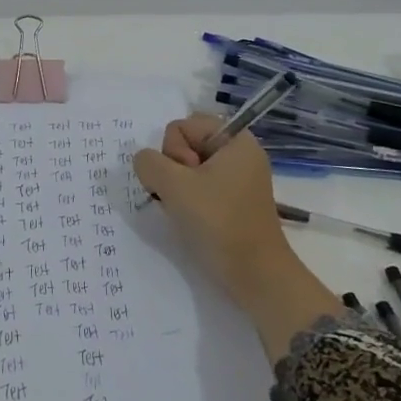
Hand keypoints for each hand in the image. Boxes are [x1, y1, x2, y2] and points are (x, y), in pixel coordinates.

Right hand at [132, 117, 292, 311]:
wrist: (255, 276)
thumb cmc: (218, 222)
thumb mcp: (174, 186)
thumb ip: (149, 163)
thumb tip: (145, 162)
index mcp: (235, 140)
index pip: (183, 125)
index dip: (174, 151)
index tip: (187, 179)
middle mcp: (238, 153)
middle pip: (185, 145)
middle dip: (174, 169)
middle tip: (185, 196)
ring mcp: (236, 179)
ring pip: (187, 168)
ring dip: (177, 188)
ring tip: (187, 211)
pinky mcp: (232, 201)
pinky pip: (198, 187)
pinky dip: (188, 200)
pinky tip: (190, 219)